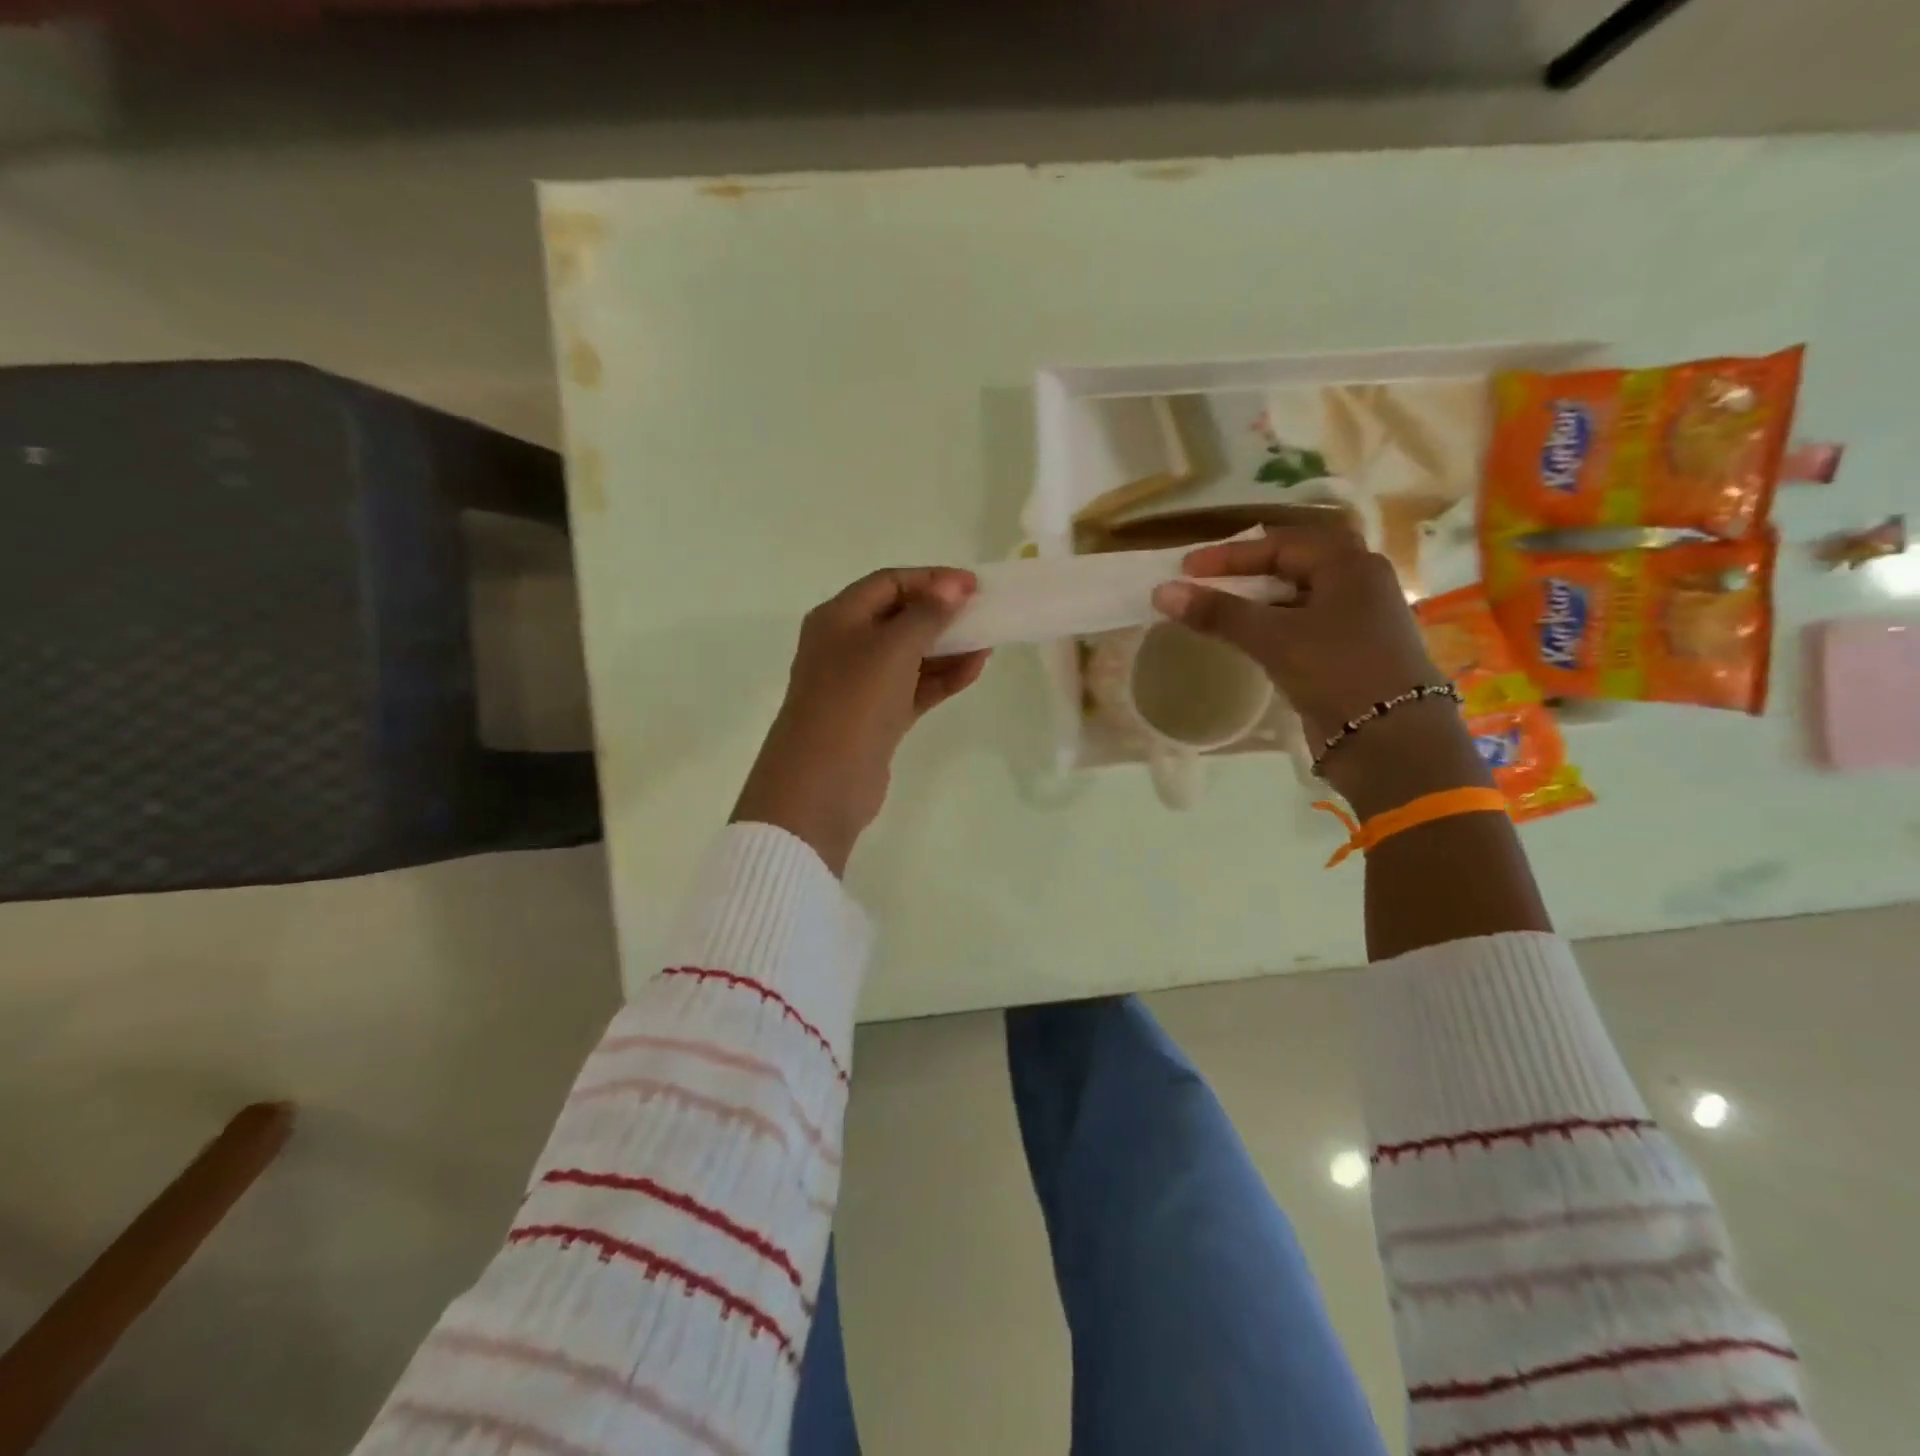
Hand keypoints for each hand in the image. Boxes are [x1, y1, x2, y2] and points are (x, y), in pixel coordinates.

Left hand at [731, 568, 989, 875]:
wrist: (823, 782)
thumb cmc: (854, 701)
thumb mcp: (892, 648)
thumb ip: (926, 614)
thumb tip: (952, 586)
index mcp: (838, 618)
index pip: (888, 583)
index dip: (931, 579)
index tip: (974, 585)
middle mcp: (846, 646)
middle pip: (900, 618)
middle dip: (942, 613)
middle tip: (984, 613)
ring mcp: (861, 685)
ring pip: (910, 655)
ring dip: (948, 647)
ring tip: (988, 644)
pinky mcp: (878, 717)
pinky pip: (915, 688)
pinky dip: (942, 678)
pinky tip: (974, 671)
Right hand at [1150, 524, 1485, 813]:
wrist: (1392, 740)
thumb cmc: (1338, 671)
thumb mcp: (1274, 637)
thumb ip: (1219, 612)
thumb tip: (1161, 592)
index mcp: (1350, 565)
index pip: (1280, 543)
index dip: (1230, 555)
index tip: (1187, 570)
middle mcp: (1359, 584)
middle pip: (1293, 565)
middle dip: (1246, 572)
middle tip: (1206, 583)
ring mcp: (1357, 620)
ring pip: (1297, 597)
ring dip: (1257, 601)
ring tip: (1218, 612)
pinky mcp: (1349, 653)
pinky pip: (1302, 626)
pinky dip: (1272, 626)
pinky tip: (1248, 641)